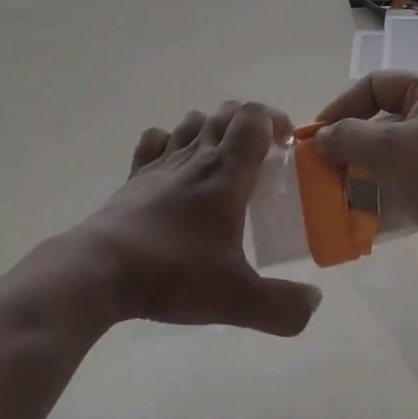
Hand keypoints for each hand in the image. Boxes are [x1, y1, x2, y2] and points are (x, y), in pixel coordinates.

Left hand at [70, 100, 322, 336]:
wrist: (103, 270)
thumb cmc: (175, 274)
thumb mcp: (237, 299)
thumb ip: (283, 305)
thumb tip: (314, 300)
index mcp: (226, 173)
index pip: (253, 118)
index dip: (274, 119)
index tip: (286, 144)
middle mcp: (196, 156)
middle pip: (226, 112)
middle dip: (249, 123)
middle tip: (261, 157)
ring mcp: (161, 163)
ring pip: (191, 121)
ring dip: (212, 130)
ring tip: (221, 162)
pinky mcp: (135, 177)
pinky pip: (154, 140)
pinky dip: (169, 142)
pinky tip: (175, 167)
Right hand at [315, 71, 417, 290]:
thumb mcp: (389, 149)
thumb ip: (348, 137)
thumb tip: (321, 139)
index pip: (374, 84)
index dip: (341, 106)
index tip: (317, 136)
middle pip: (380, 121)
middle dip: (349, 146)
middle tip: (321, 169)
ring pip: (389, 156)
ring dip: (361, 174)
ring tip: (336, 196)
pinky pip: (404, 185)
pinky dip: (382, 197)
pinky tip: (360, 218)